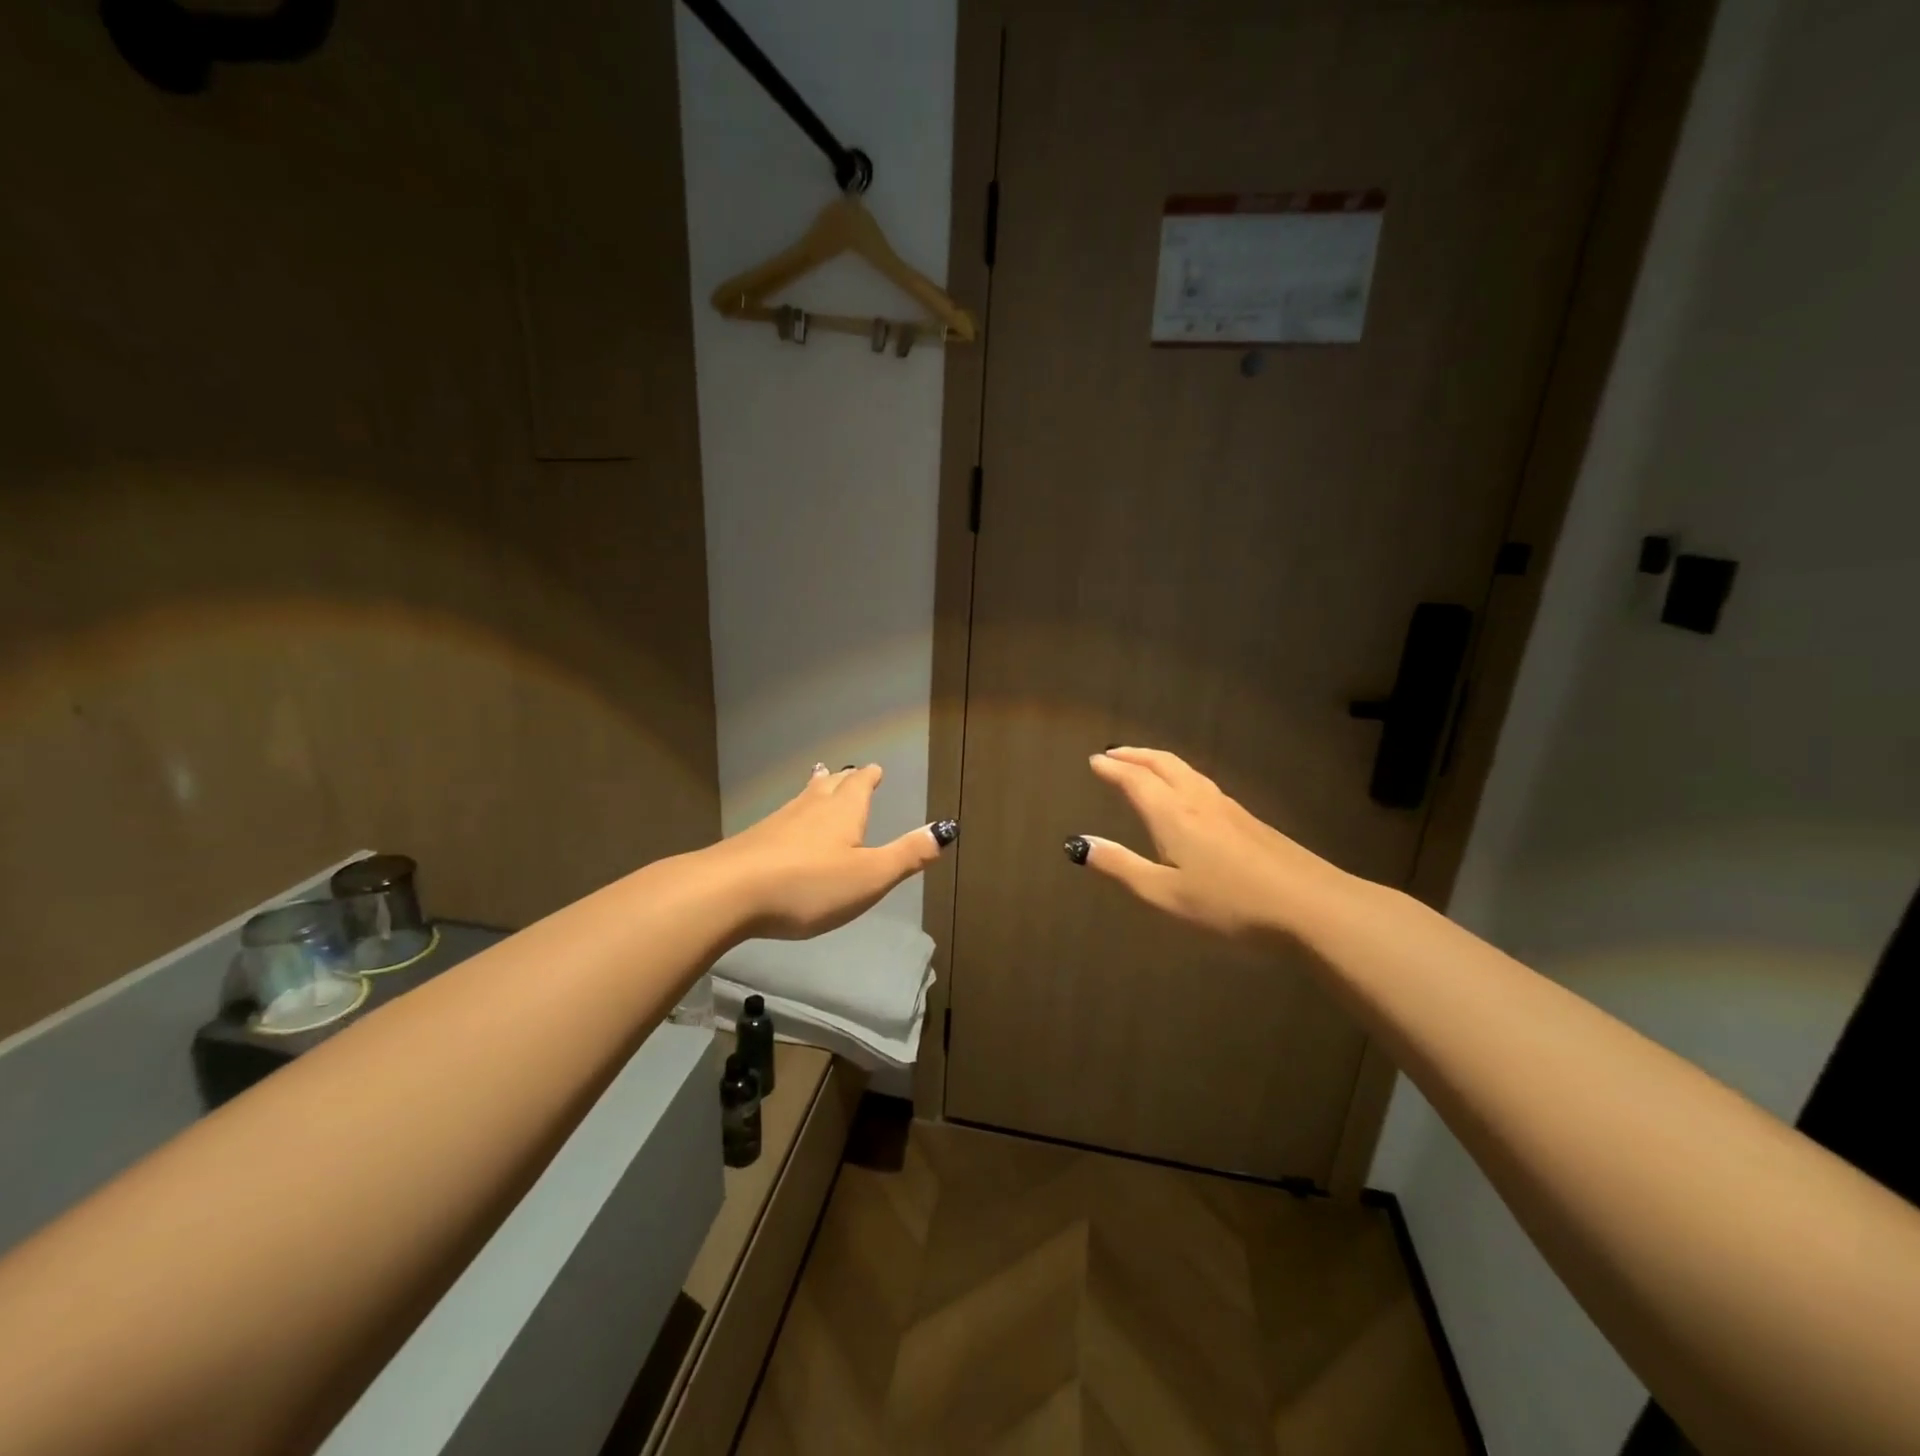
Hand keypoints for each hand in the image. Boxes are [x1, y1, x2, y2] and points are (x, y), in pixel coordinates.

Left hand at [719, 764, 956, 939]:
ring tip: (819, 780)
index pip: (860, 785)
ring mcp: (778, 822)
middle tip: (848, 771)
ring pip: (804, 798)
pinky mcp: (753, 841)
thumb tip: (947, 828)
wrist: (729, 892)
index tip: (875, 768)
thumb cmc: (809, 885)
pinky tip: (784, 824)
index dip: (870, 777)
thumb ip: (907, 855)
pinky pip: (782, 818)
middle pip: (830, 787)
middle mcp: (811, 808)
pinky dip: (793, 814)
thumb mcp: (869, 877)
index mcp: (844, 812)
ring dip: (816, 789)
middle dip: (844, 780)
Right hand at [1072, 747, 1358, 941]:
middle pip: (1161, 763)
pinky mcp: (1247, 818)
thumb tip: (1080, 844)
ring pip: (1185, 769)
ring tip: (1143, 765)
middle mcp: (1196, 800)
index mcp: (1172, 814)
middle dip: (1134, 755)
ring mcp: (1226, 806)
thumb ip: (1121, 866)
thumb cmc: (1228, 902)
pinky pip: (1201, 781)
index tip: (1093, 761)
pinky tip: (1185, 793)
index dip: (1112, 769)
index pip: (1135, 780)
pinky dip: (1179, 774)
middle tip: (1113, 754)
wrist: (1307, 904)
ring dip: (1157, 761)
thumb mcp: (1165, 894)